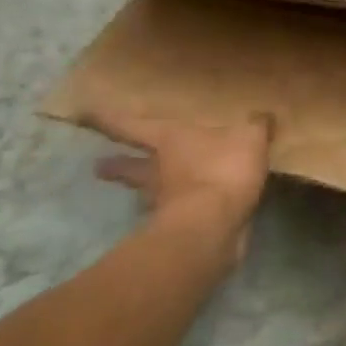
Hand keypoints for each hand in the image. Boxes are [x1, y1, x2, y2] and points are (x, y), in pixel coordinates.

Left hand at [74, 102, 272, 254]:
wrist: (212, 228)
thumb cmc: (222, 170)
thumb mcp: (249, 137)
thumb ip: (256, 126)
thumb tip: (262, 116)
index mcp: (168, 141)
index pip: (131, 126)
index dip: (108, 119)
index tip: (83, 113)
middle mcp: (158, 172)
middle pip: (131, 168)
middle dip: (116, 167)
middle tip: (99, 166)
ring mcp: (165, 205)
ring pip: (148, 195)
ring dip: (146, 194)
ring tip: (147, 195)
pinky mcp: (179, 232)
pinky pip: (178, 217)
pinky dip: (181, 215)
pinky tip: (193, 216)